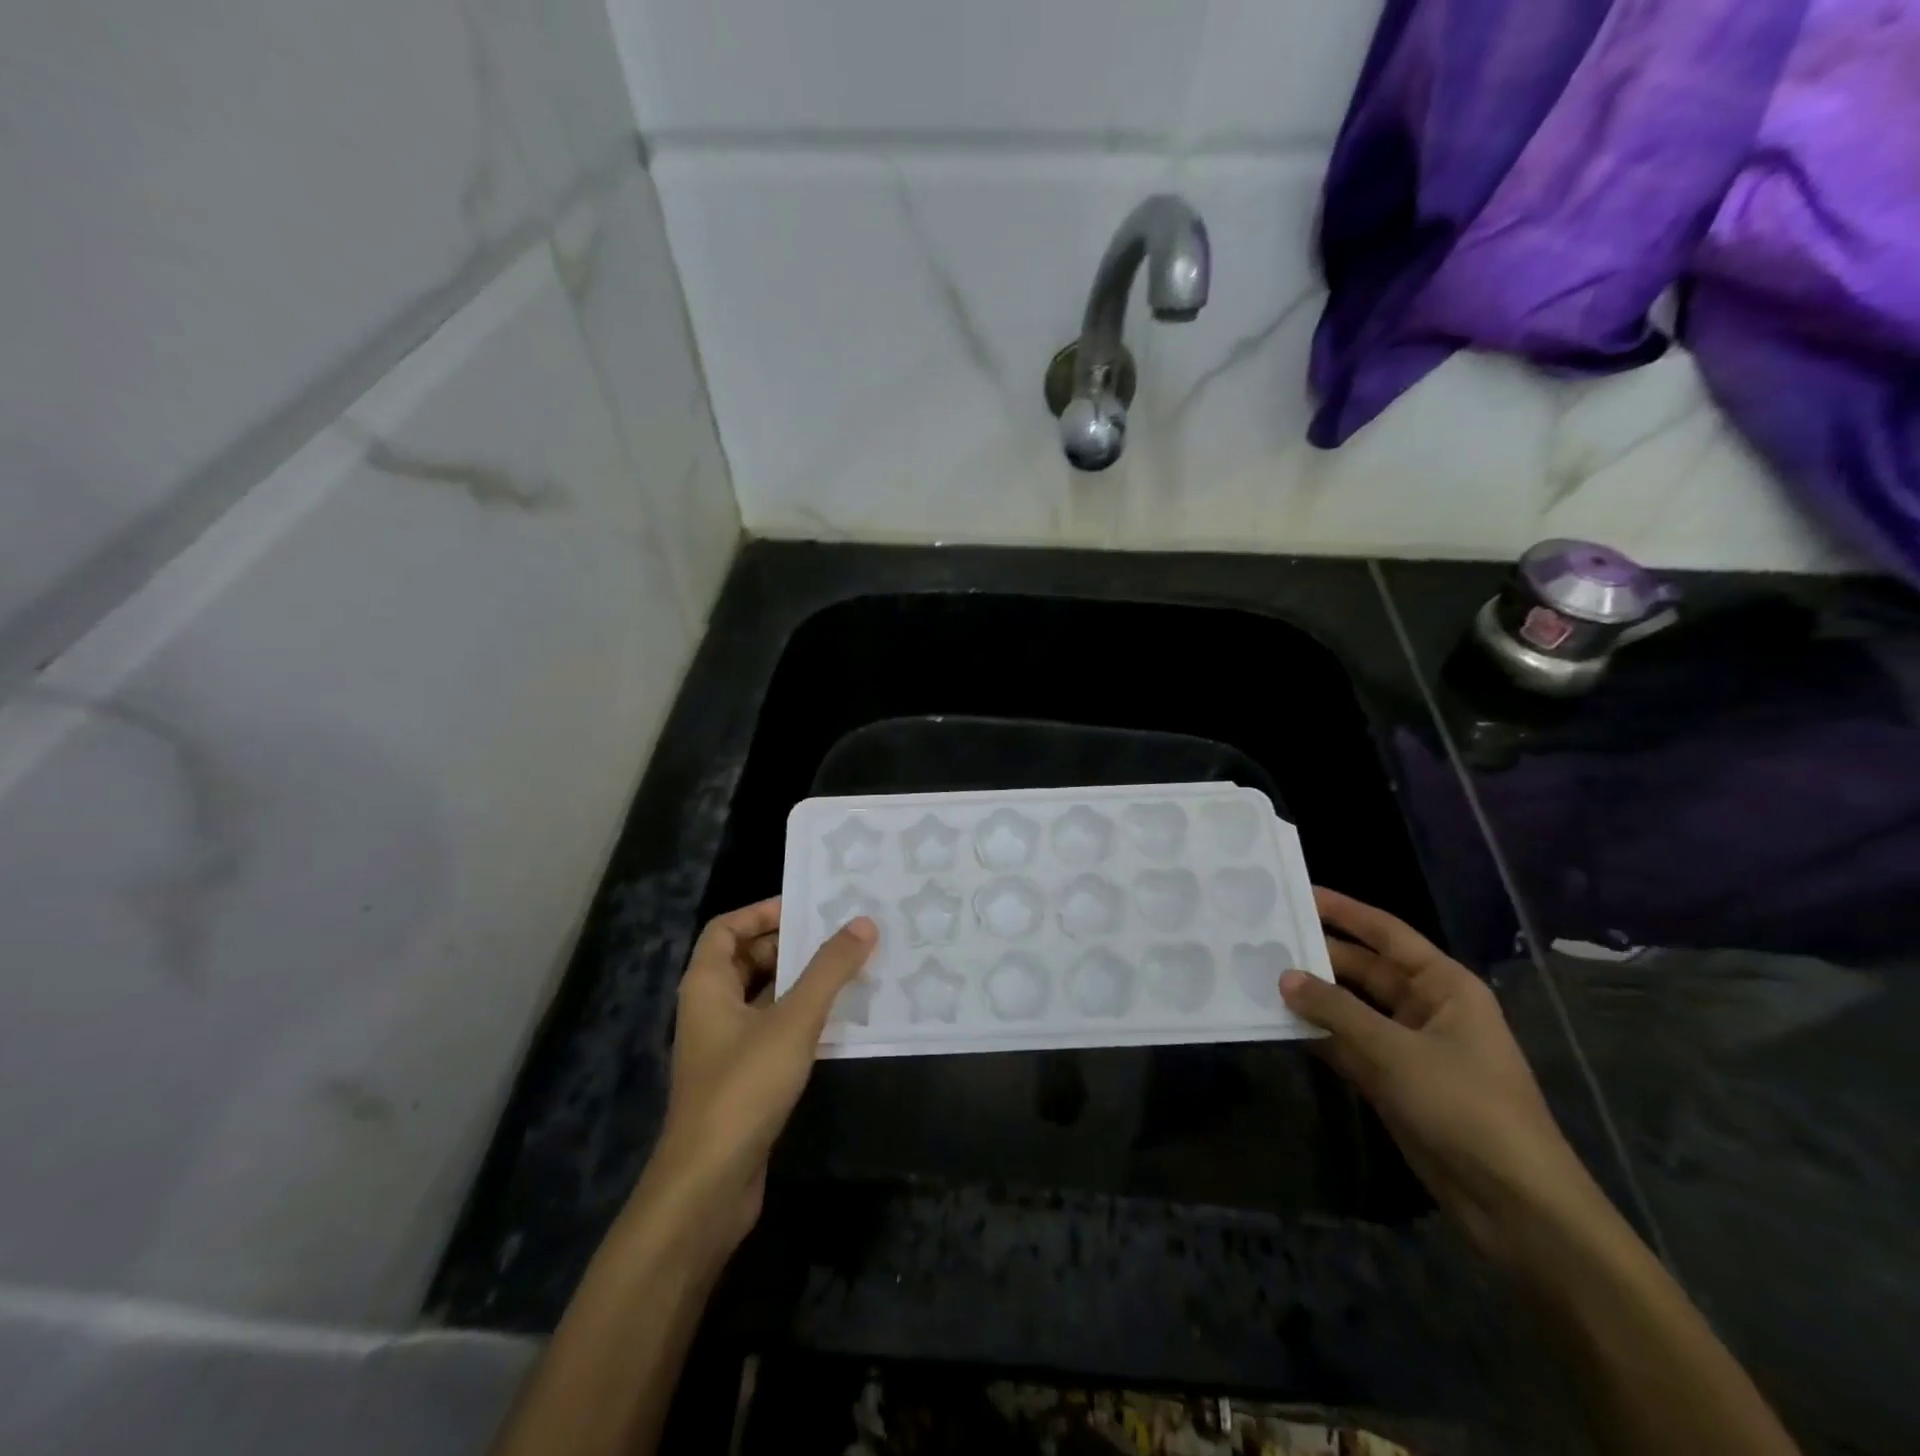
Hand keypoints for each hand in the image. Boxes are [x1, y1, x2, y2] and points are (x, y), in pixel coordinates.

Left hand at [644, 898, 875, 1248]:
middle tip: (842, 933)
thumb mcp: (793, 1020)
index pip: (727, 928)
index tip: (807, 907)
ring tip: (852, 967)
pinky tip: (842, 1018)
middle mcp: (711, 1009)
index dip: (762, 911)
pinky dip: (803, 1017)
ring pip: (765, 997)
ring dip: (802, 982)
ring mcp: (726, 1046)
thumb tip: (863, 922)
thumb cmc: (743, 1088)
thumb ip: (829, 969)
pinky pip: (775, 1030)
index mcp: (707, 985)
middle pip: (748, 959)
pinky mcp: (744, 1078)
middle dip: (791, 945)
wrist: (708, 1186)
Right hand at [1280, 888, 1598, 1261]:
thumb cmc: (1466, 1106)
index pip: (1387, 934)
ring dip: (1313, 997)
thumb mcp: (1396, 1051)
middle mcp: (1426, 1007)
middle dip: (1318, 956)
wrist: (1513, 1203)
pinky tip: (1278, 1022)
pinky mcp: (1392, 1081)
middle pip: (1364, 969)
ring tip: (1259, 975)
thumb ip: (1336, 1011)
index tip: (1300, 893)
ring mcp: (1408, 1046)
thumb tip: (1284, 976)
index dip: (1345, 911)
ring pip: (1351, 1008)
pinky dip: (1317, 1035)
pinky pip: (1347, 1044)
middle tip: (1264, 939)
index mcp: (1444, 986)